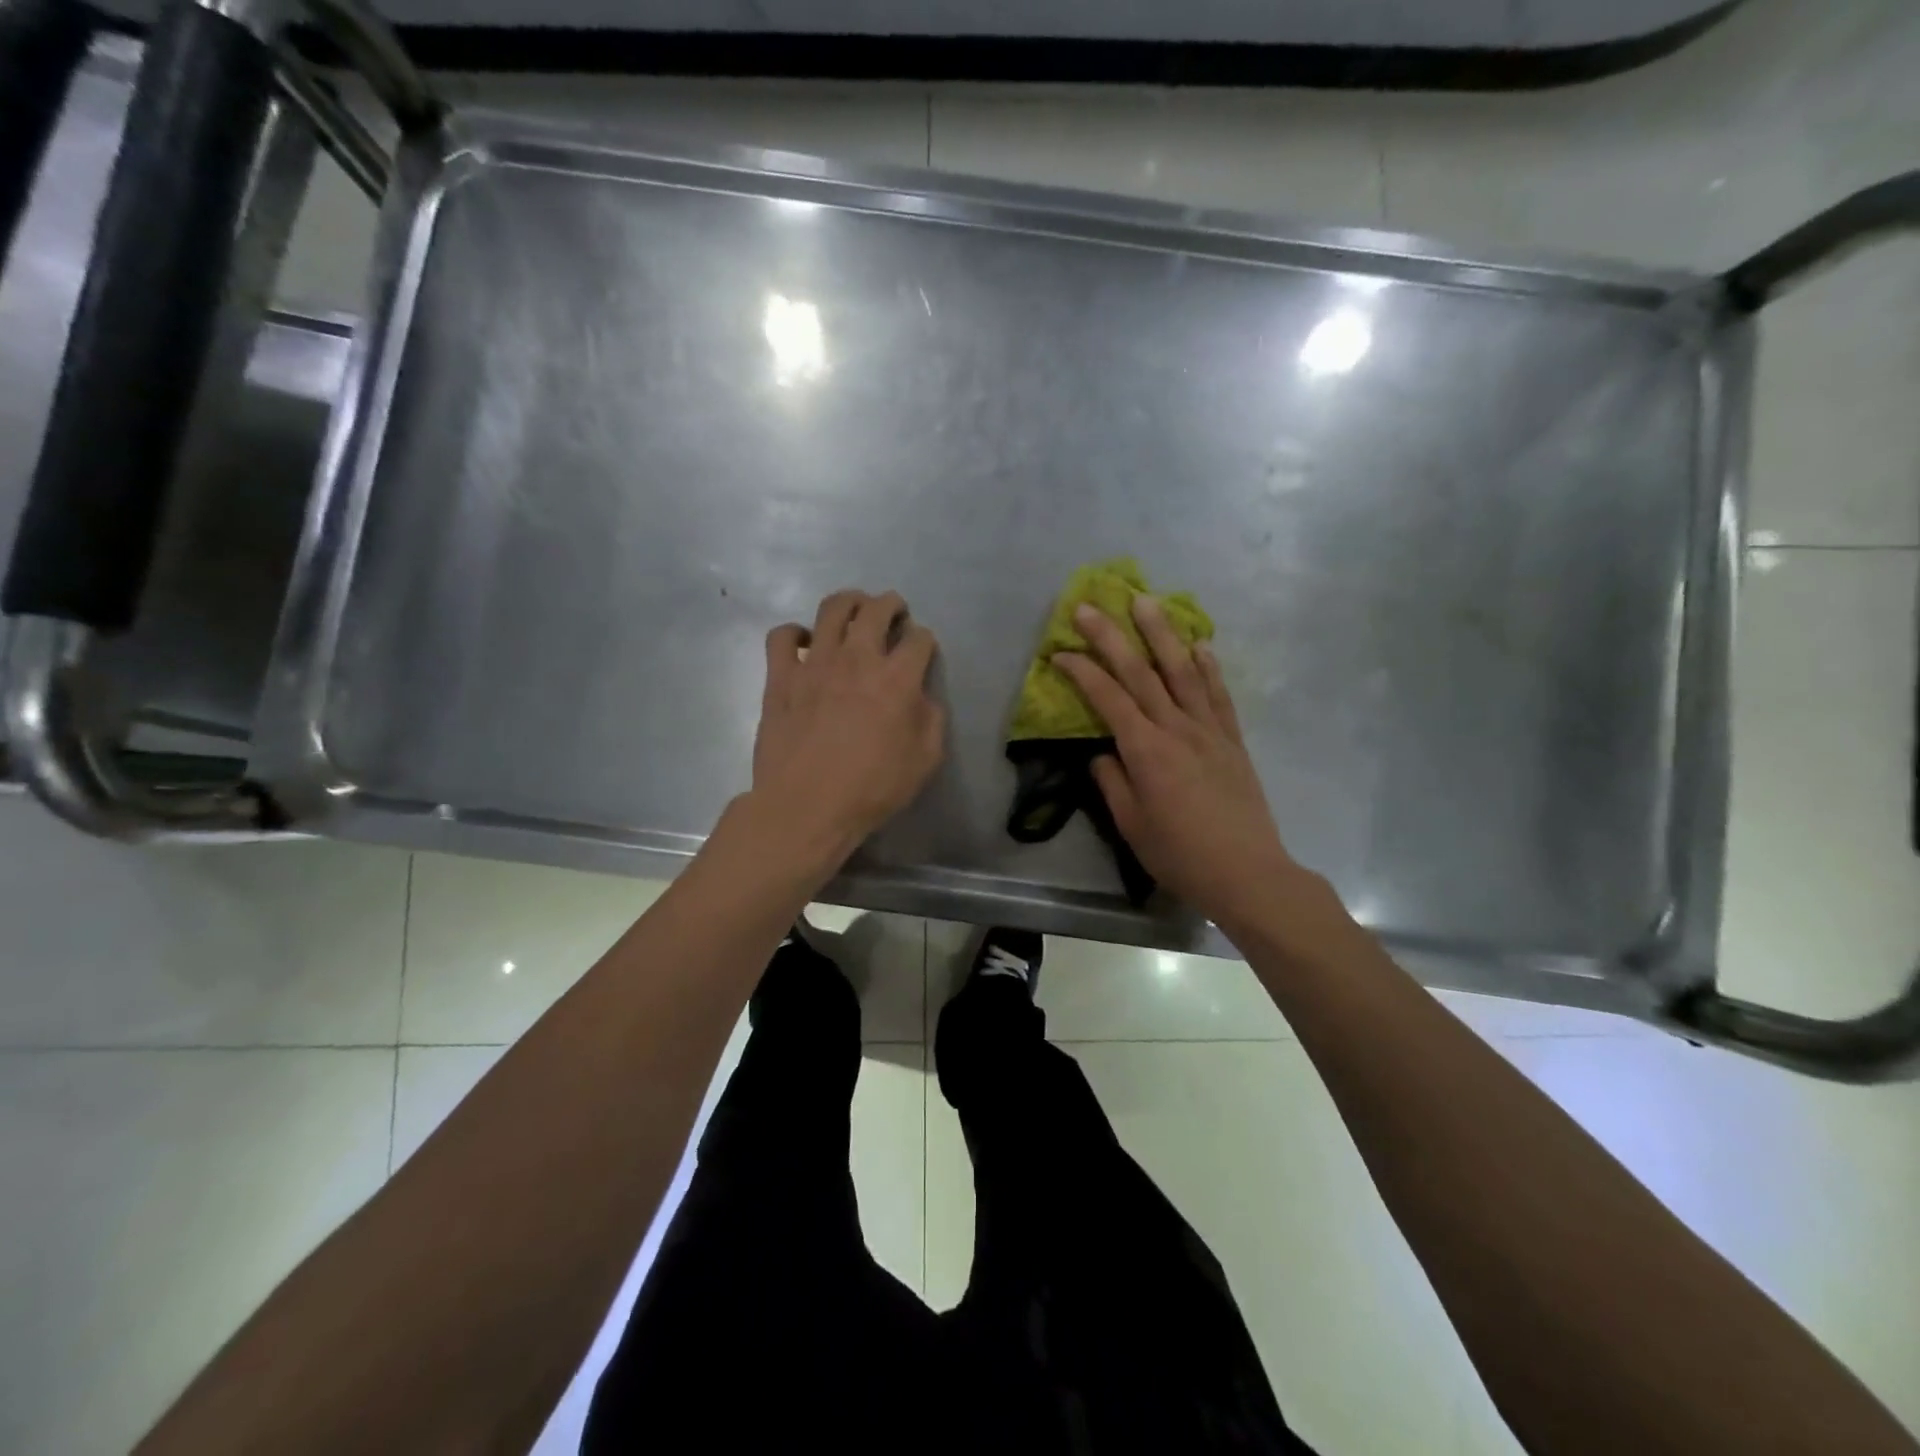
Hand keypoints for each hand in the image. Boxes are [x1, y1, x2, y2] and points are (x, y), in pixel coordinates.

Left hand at [748, 590, 946, 864]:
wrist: (806, 807)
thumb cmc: (872, 789)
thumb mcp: (925, 761)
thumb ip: (931, 719)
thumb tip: (921, 696)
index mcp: (897, 679)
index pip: (919, 639)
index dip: (925, 640)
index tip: (922, 650)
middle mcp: (857, 658)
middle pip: (877, 609)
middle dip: (891, 604)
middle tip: (893, 612)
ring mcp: (815, 663)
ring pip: (832, 609)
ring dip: (850, 603)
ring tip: (854, 612)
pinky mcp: (781, 676)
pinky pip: (783, 635)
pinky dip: (795, 632)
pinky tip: (804, 643)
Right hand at [1054, 597, 1306, 933]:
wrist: (1247, 873)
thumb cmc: (1180, 855)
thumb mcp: (1131, 825)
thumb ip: (1112, 782)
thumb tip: (1101, 753)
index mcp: (1146, 751)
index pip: (1107, 699)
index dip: (1081, 671)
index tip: (1059, 652)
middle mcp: (1177, 729)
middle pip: (1141, 672)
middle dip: (1112, 636)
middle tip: (1090, 606)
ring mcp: (1209, 730)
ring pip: (1183, 671)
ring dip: (1162, 633)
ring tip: (1147, 601)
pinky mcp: (1232, 740)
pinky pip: (1218, 695)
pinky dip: (1208, 666)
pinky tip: (1199, 644)